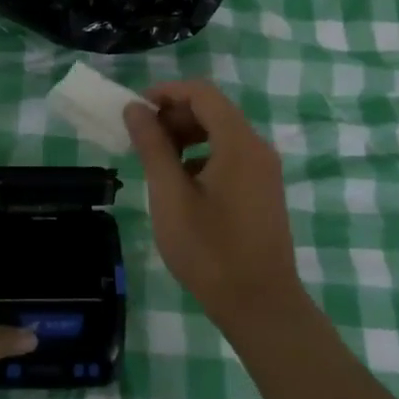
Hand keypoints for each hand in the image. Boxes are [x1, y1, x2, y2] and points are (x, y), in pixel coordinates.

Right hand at [124, 80, 304, 328]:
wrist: (260, 305)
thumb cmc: (210, 251)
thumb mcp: (170, 196)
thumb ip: (152, 146)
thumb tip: (135, 108)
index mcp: (239, 143)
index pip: (202, 93)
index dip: (166, 92)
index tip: (135, 110)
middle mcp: (257, 148)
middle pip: (213, 110)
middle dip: (174, 115)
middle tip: (142, 140)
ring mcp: (264, 170)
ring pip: (221, 133)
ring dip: (186, 136)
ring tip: (156, 162)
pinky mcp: (262, 190)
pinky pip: (229, 156)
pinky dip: (201, 156)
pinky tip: (180, 185)